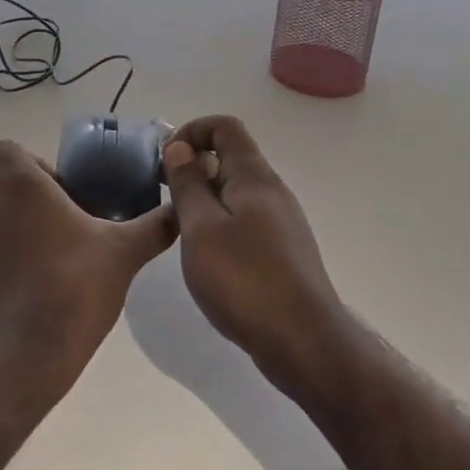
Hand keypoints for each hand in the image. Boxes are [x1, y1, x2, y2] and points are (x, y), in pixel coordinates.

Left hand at [0, 140, 175, 386]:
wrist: (23, 352)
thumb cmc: (74, 288)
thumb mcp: (123, 253)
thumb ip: (154, 226)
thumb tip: (180, 211)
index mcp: (19, 181)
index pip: (4, 148)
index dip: (27, 163)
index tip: (54, 191)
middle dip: (4, 180)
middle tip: (37, 210)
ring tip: (12, 230)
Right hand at [162, 116, 348, 381]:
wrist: (304, 343)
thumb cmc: (245, 280)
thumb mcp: (201, 228)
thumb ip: (188, 184)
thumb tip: (179, 147)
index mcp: (254, 177)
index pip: (225, 127)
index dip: (191, 131)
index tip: (165, 161)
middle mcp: (272, 191)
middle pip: (230, 158)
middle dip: (193, 167)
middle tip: (165, 199)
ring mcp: (281, 222)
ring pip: (236, 192)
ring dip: (204, 198)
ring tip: (181, 230)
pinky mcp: (282, 250)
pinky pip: (245, 219)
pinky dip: (220, 223)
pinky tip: (208, 257)